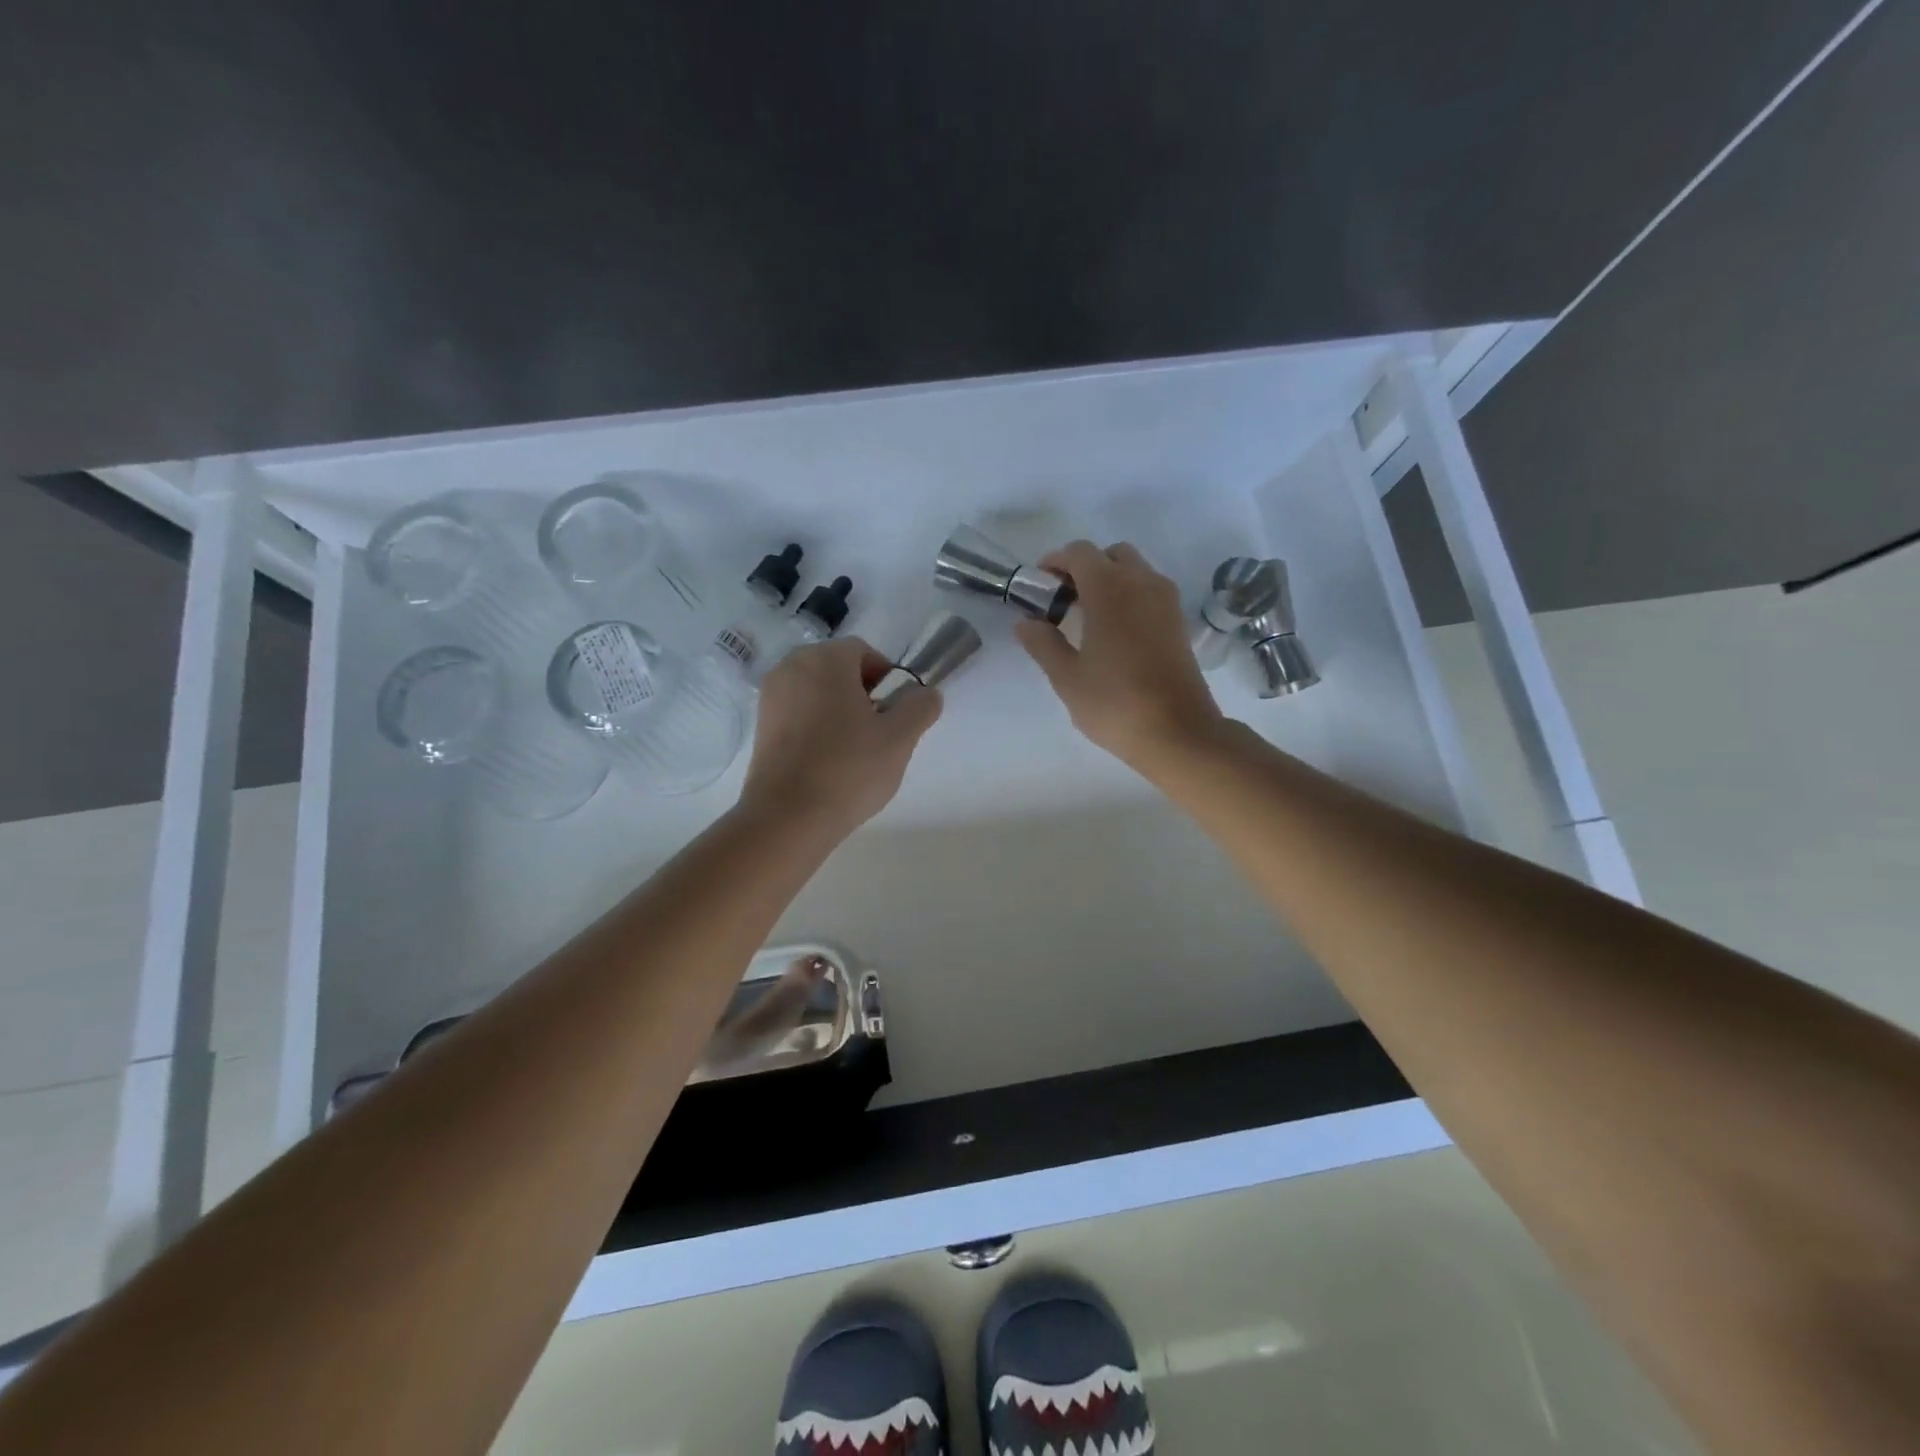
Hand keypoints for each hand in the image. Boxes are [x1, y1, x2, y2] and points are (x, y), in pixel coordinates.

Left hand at [739, 637, 941, 838]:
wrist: (787, 818)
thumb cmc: (848, 769)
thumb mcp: (900, 738)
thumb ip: (920, 706)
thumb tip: (926, 693)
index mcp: (824, 660)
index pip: (864, 652)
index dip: (887, 678)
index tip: (896, 713)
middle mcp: (790, 668)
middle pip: (838, 670)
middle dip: (863, 694)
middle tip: (879, 732)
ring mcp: (770, 698)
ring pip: (817, 692)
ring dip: (839, 710)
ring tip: (855, 750)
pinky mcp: (760, 727)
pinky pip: (798, 714)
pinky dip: (816, 727)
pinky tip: (828, 761)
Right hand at [1015, 540, 1224, 771]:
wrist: (1178, 732)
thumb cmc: (1115, 703)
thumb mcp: (1067, 677)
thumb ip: (1043, 643)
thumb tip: (1025, 622)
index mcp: (1110, 588)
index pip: (1079, 553)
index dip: (1055, 562)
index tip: (1039, 587)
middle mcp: (1142, 583)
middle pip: (1110, 555)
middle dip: (1084, 568)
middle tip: (1064, 601)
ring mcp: (1166, 601)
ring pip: (1134, 570)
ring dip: (1110, 581)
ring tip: (1088, 618)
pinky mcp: (1179, 621)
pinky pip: (1150, 591)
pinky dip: (1129, 596)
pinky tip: (1114, 632)